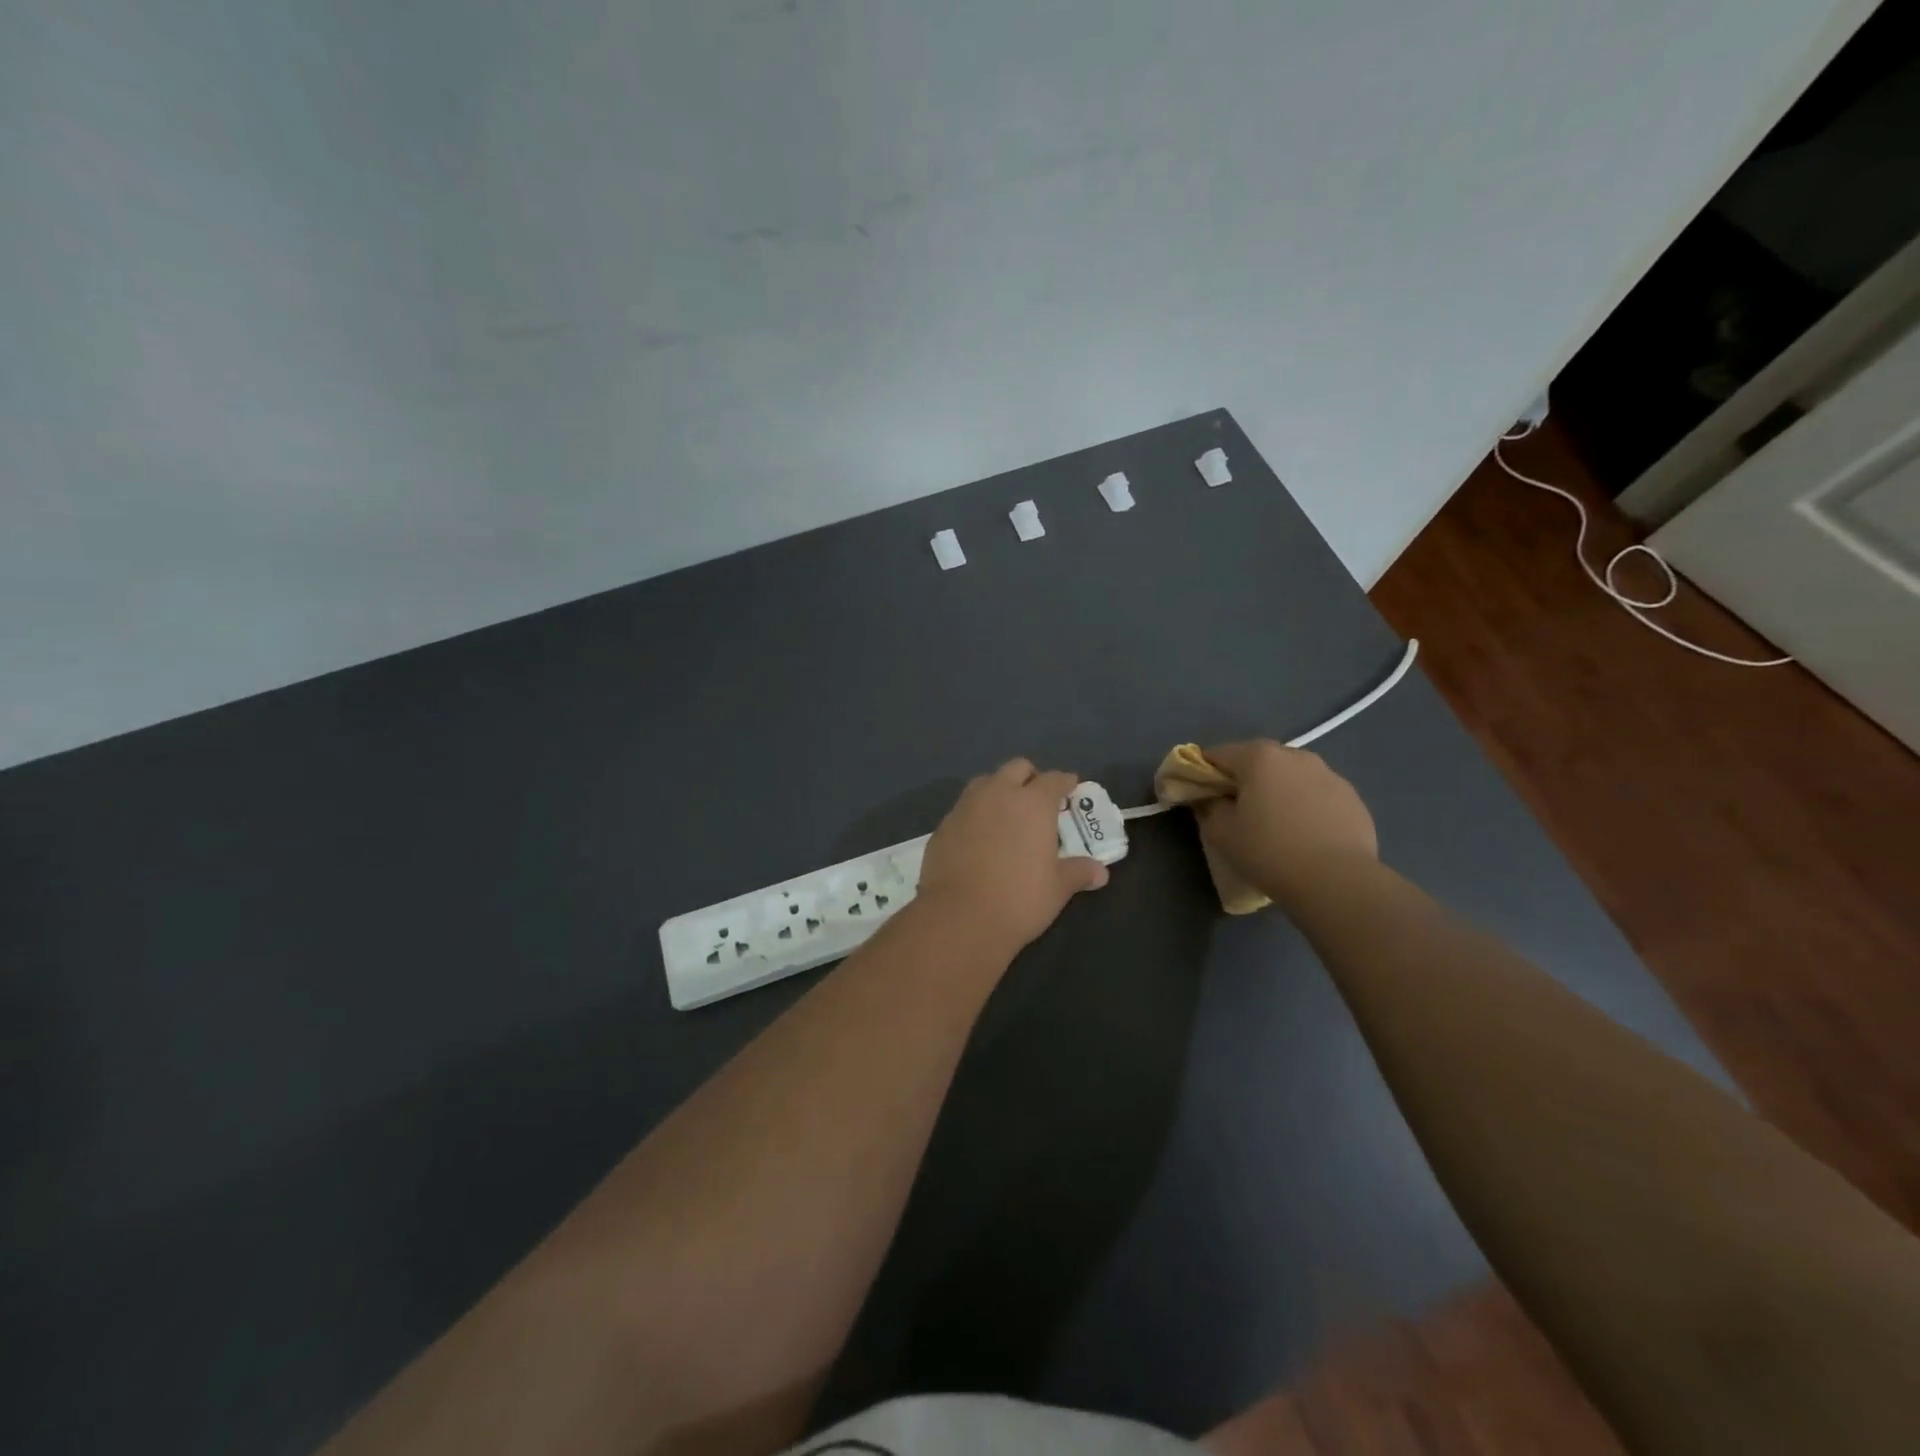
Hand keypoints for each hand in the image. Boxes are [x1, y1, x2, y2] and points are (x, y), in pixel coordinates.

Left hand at [916, 759, 1108, 953]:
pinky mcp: (943, 825)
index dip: (1065, 782)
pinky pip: (964, 808)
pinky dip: (976, 814)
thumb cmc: (1019, 899)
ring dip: (999, 790)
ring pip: (985, 782)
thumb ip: (1078, 872)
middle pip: (1016, 768)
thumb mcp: (1058, 888)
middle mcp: (998, 794)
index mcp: (1033, 802)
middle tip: (1038, 799)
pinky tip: (979, 837)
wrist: (959, 917)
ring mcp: (966, 807)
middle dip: (1030, 777)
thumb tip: (1100, 872)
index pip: (1053, 779)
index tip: (1071, 788)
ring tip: (1006, 814)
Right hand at [1193, 741, 1377, 905]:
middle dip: (1244, 780)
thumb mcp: (1221, 833)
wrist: (1337, 881)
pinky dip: (1306, 806)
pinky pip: (1317, 795)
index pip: (1217, 754)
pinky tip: (1305, 836)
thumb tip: (1210, 798)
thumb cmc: (1269, 851)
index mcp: (1259, 757)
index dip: (1203, 773)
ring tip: (1276, 825)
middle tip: (1238, 812)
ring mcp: (1329, 774)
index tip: (1201, 797)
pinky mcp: (1353, 798)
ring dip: (1278, 791)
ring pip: (1291, 776)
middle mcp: (1295, 755)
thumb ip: (1208, 807)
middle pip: (1257, 761)